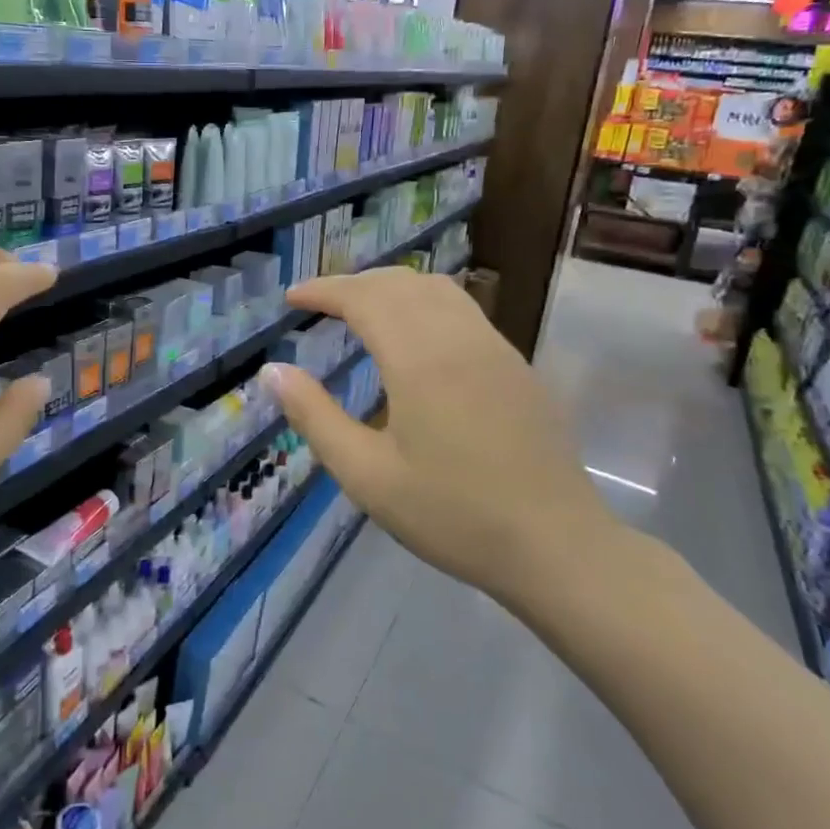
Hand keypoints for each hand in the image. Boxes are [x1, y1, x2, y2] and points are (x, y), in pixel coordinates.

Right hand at [258, 268, 620, 616]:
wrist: (556, 545)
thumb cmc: (452, 515)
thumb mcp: (367, 475)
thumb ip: (314, 416)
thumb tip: (273, 370)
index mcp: (419, 359)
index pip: (363, 297)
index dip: (323, 290)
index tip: (292, 298)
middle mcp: (458, 337)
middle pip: (399, 283)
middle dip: (353, 283)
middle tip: (318, 303)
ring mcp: (495, 346)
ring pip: (436, 288)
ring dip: (391, 286)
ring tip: (361, 309)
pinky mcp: (516, 364)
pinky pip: (462, 308)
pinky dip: (423, 301)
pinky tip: (414, 335)